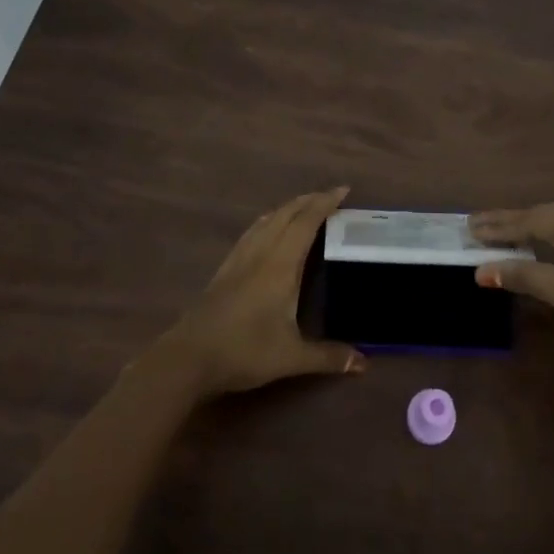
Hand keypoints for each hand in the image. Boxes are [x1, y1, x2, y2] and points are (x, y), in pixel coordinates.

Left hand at [158, 188, 366, 397]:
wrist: (189, 357)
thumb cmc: (244, 351)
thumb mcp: (291, 357)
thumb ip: (328, 356)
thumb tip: (363, 363)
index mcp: (280, 264)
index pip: (306, 222)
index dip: (325, 203)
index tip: (343, 190)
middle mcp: (261, 252)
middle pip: (286, 214)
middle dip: (309, 200)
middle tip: (330, 196)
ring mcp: (239, 258)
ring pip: (266, 220)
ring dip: (288, 208)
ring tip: (304, 207)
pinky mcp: (225, 268)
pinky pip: (252, 232)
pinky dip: (269, 221)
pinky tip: (268, 230)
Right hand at [471, 198, 553, 358]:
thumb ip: (523, 275)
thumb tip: (481, 271)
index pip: (533, 218)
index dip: (499, 225)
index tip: (469, 225)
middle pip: (546, 216)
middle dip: (511, 225)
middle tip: (477, 228)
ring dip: (531, 231)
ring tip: (500, 234)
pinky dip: (553, 237)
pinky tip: (538, 241)